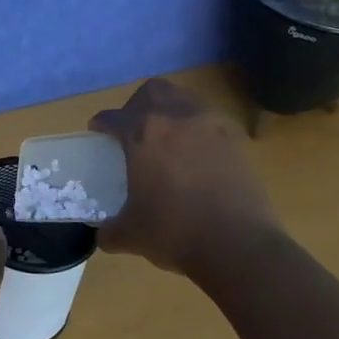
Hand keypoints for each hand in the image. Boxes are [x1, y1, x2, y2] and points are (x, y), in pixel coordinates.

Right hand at [89, 78, 283, 285]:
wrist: (239, 246)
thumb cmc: (175, 232)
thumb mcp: (130, 235)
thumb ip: (110, 230)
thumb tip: (103, 234)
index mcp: (142, 133)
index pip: (113, 117)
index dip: (101, 125)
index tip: (99, 134)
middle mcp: (176, 118)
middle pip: (151, 92)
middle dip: (137, 106)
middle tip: (133, 130)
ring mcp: (211, 126)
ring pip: (184, 99)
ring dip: (170, 112)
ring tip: (166, 139)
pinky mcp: (236, 141)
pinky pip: (209, 122)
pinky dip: (196, 130)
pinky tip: (194, 157)